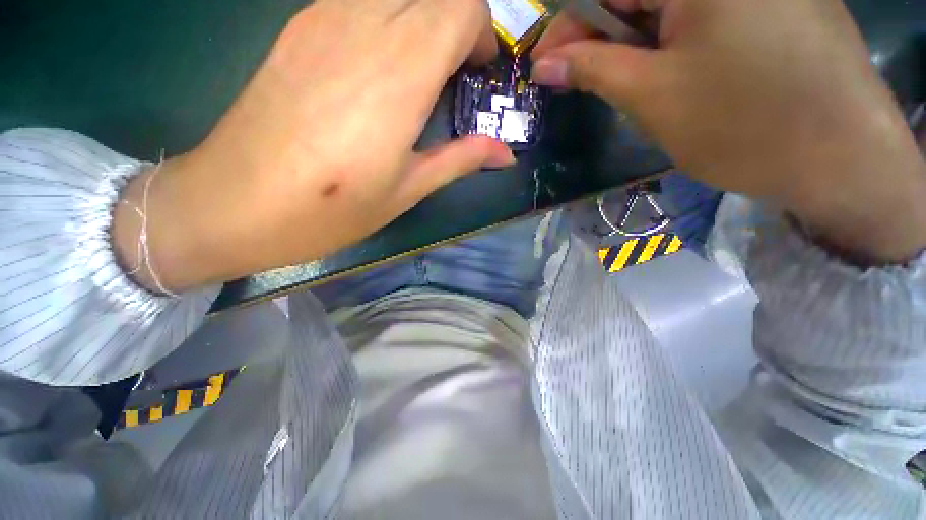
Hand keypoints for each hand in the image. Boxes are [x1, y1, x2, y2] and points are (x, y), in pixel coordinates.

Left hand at [113, 0, 513, 291]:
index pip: (461, 8)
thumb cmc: (332, 209)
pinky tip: (379, 67)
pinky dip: (388, 20)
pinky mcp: (298, 27)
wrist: (235, 203)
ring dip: (422, 21)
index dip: (481, 35)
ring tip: (420, 75)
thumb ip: (460, 160)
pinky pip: (361, 0)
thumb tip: (504, 154)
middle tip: (455, 77)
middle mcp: (364, 27)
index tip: (477, 75)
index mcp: (399, 76)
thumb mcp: (407, 190)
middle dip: (457, 26)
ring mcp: (323, 18)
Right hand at [532, 0, 925, 262]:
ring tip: (623, 86)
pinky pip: (703, 18)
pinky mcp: (776, 8)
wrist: (841, 159)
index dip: (567, 27)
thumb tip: (545, 65)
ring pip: (669, 11)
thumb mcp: (651, 95)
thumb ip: (592, 70)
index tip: (545, 66)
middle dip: (600, 39)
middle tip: (575, 79)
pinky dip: (672, 44)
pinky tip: (668, 76)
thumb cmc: (741, 123)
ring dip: (635, 46)